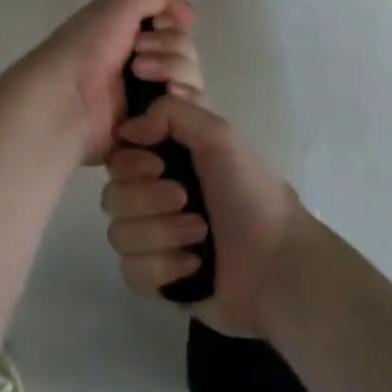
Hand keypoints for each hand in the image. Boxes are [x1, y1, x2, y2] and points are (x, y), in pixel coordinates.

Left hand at [6, 0, 200, 162]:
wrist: (67, 95)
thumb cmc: (88, 45)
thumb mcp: (121, 2)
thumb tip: (192, 17)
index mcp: (134, 38)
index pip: (179, 33)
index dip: (173, 29)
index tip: (154, 27)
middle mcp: (145, 67)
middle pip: (189, 57)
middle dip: (170, 50)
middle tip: (136, 57)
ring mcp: (151, 101)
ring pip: (192, 85)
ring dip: (173, 72)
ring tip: (139, 76)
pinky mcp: (155, 130)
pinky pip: (188, 116)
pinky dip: (180, 105)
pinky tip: (158, 101)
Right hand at [101, 96, 302, 336]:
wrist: (280, 267)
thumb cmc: (251, 195)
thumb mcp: (219, 135)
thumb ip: (170, 113)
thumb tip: (127, 129)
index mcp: (165, 160)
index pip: (117, 155)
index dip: (130, 161)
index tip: (158, 164)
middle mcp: (153, 195)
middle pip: (111, 195)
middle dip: (149, 200)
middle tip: (186, 200)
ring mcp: (153, 238)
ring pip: (118, 234)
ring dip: (161, 234)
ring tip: (200, 235)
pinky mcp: (156, 277)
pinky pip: (131, 270)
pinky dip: (164, 268)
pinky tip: (194, 265)